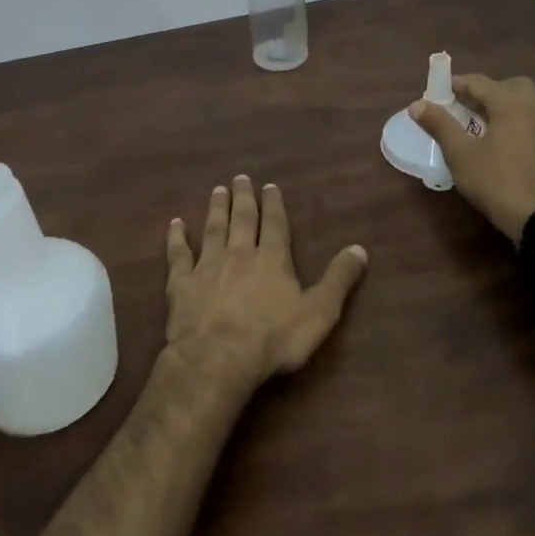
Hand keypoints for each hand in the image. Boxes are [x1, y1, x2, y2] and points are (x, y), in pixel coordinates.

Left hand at [164, 176, 368, 390]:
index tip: (269, 187)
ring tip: (217, 190)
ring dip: (215, 209)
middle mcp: (239, 254)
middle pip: (241, 220)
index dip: (273, 205)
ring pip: (212, 230)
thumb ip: (338, 279)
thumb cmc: (274, 339)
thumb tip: (359, 248)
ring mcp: (207, 266)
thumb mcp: (319, 312)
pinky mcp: (181, 283)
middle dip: (243, 198)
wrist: (219, 357)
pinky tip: (175, 224)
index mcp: (272, 259)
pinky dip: (176, 238)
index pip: (274, 224)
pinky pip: (178, 254)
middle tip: (239, 178)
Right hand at [410, 73, 534, 241]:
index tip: (439, 90)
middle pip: (510, 86)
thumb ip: (439, 124)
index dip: (457, 84)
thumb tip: (417, 104)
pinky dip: (519, 119)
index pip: (480, 82)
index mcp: (511, 103)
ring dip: (505, 104)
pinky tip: (504, 139)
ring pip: (527, 101)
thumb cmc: (494, 181)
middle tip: (466, 106)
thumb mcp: (460, 153)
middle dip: (487, 91)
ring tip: (484, 123)